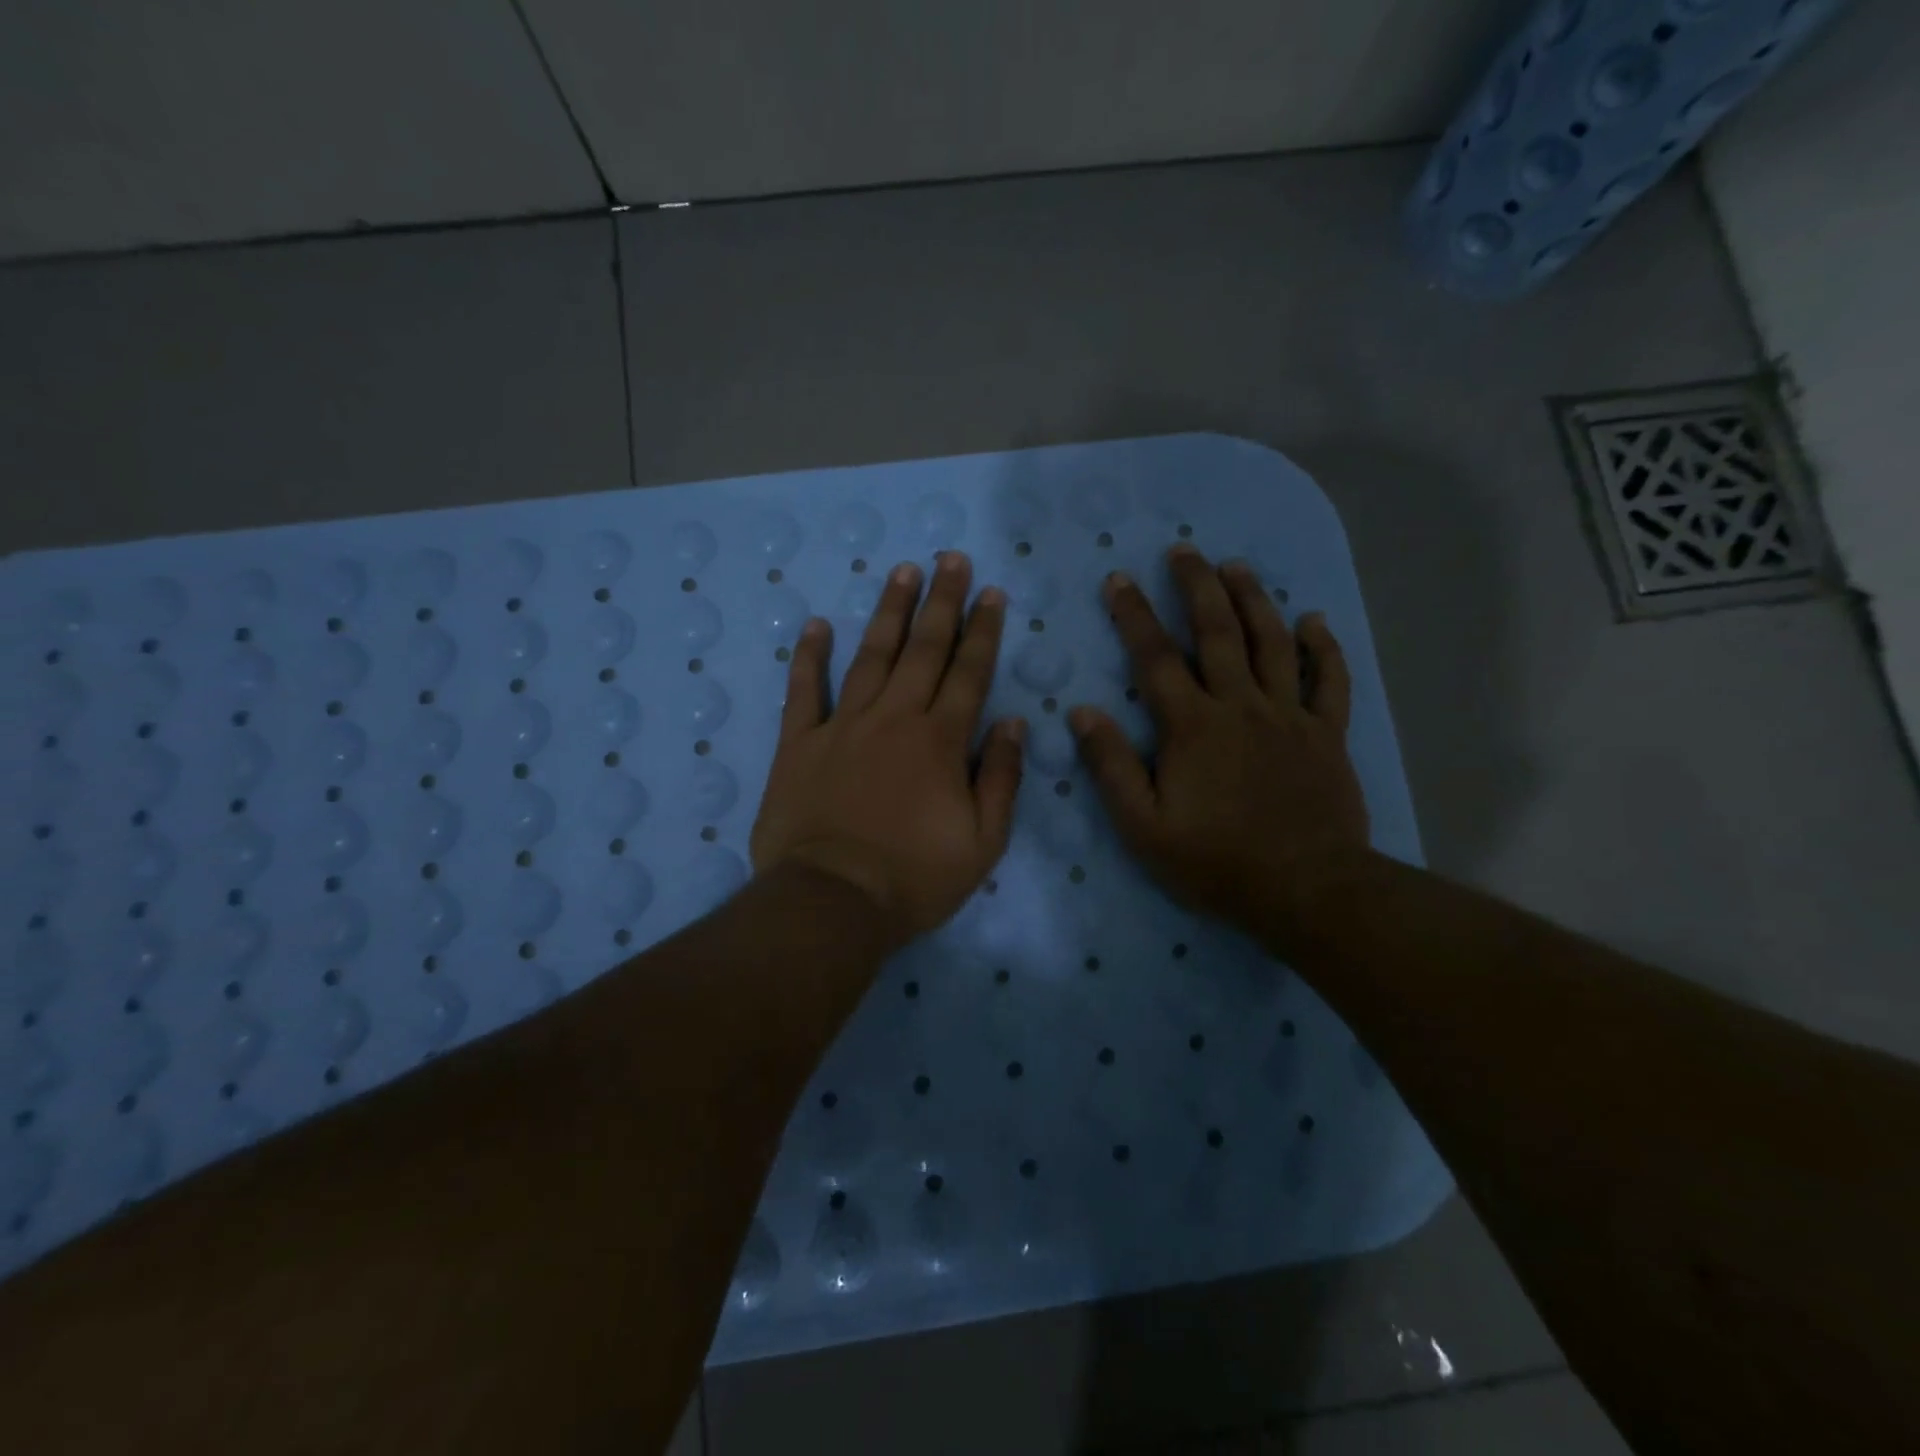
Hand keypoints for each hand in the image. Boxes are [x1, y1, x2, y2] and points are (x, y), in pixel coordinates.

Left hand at [750, 552, 1025, 949]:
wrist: (832, 901)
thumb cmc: (914, 878)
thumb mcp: (982, 842)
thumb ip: (1002, 778)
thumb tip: (1015, 724)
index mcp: (941, 741)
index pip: (969, 673)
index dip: (983, 631)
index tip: (990, 592)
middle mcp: (895, 719)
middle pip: (924, 650)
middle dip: (942, 602)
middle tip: (950, 558)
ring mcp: (843, 726)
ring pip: (871, 656)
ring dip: (889, 612)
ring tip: (903, 572)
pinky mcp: (799, 743)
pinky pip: (804, 691)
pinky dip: (810, 657)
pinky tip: (817, 624)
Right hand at [1069, 545, 1370, 949]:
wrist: (1306, 890)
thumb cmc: (1216, 862)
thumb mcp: (1144, 826)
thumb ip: (1112, 767)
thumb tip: (1083, 713)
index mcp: (1193, 726)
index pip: (1155, 657)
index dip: (1134, 615)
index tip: (1119, 579)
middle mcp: (1241, 706)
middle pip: (1218, 632)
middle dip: (1197, 587)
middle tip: (1185, 550)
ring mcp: (1289, 717)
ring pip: (1272, 643)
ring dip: (1253, 600)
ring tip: (1237, 566)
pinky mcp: (1327, 735)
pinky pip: (1330, 681)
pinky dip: (1324, 648)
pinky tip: (1314, 620)